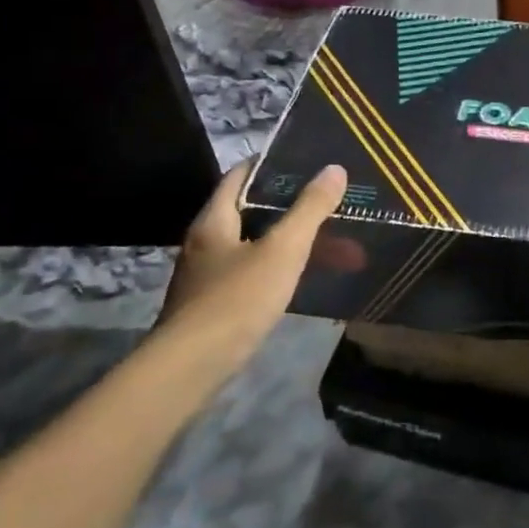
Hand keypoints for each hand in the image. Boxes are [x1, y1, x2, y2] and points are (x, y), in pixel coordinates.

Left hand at [155, 159, 348, 372]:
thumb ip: (309, 209)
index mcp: (214, 220)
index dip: (269, 165)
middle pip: (247, 210)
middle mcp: (204, 242)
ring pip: (251, 244)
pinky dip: (277, 267)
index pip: (238, 176)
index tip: (304, 162)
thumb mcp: (283, 249)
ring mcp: (206, 275)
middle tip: (325, 203)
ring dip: (285, 240)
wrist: (193, 365)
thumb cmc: (237, 298)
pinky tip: (300, 278)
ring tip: (326, 242)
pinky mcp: (213, 304)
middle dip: (287, 206)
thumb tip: (335, 169)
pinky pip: (250, 272)